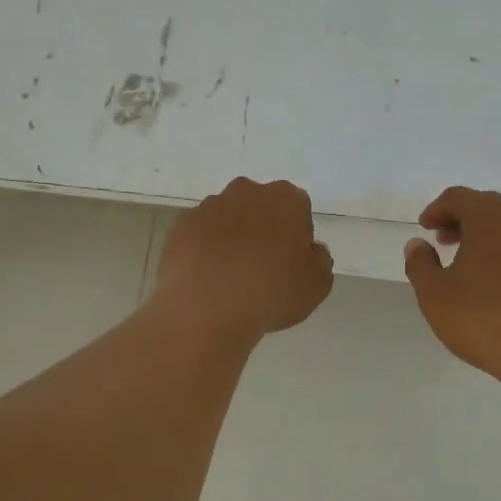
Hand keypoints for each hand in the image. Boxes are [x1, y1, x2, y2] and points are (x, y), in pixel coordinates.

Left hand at [154, 178, 333, 342]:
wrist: (207, 308)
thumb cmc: (272, 292)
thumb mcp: (318, 284)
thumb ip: (320, 260)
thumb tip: (311, 251)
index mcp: (286, 199)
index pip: (298, 209)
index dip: (296, 236)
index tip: (291, 263)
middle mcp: (246, 192)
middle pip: (260, 207)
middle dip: (263, 230)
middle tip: (263, 268)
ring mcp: (209, 207)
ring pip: (228, 219)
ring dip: (232, 239)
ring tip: (231, 279)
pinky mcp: (180, 227)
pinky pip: (200, 236)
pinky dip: (204, 251)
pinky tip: (207, 280)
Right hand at [403, 187, 500, 385]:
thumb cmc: (485, 319)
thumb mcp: (435, 295)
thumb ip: (420, 264)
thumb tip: (417, 245)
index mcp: (490, 215)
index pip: (457, 197)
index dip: (437, 210)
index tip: (426, 229)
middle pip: (489, 207)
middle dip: (464, 221)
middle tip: (446, 242)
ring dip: (491, 238)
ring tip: (475, 265)